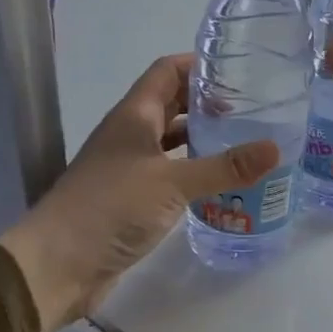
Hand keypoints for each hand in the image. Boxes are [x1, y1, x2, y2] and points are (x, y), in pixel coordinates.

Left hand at [0, 55, 278, 330]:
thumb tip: (275, 149)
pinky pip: (170, 174)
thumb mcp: (172, 183)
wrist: (57, 265)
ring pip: (171, 142)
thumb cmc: (110, 209)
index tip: (240, 70)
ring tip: (245, 142)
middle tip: (253, 109)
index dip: (200, 65)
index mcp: (133, 116)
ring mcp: (129, 168)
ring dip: (203, 139)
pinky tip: (220, 184)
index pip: (167, 72)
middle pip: (171, 105)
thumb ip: (224, 167)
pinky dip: (194, 172)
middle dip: (208, 103)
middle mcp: (129, 135)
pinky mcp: (132, 199)